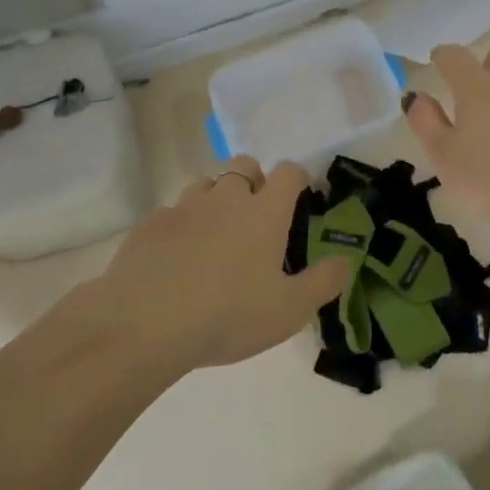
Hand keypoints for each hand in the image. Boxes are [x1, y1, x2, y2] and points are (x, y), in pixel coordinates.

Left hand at [98, 156, 349, 372]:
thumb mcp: (289, 310)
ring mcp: (184, 206)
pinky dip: (182, 225)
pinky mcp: (150, 223)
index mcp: (264, 212)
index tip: (299, 197)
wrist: (143, 324)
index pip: (288, 172)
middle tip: (255, 218)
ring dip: (216, 200)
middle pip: (244, 164)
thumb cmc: (228, 316)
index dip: (297, 179)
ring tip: (215, 237)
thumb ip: (323, 282)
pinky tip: (177, 258)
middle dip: (254, 180)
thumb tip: (345, 261)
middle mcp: (226, 197)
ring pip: (206, 184)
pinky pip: (173, 212)